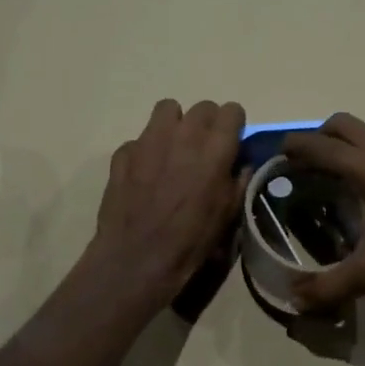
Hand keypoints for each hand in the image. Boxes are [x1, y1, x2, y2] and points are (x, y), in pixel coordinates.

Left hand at [88, 99, 245, 306]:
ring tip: (175, 150)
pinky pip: (140, 139)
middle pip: (202, 107)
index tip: (232, 142)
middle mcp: (183, 134)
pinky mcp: (123, 153)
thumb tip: (241, 164)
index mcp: (214, 148)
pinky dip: (146, 151)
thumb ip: (239, 181)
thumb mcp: (229, 214)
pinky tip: (146, 175)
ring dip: (176, 125)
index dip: (234, 125)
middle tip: (205, 149)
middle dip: (208, 123)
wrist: (138, 258)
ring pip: (167, 110)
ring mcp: (148, 140)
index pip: (232, 110)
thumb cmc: (192, 240)